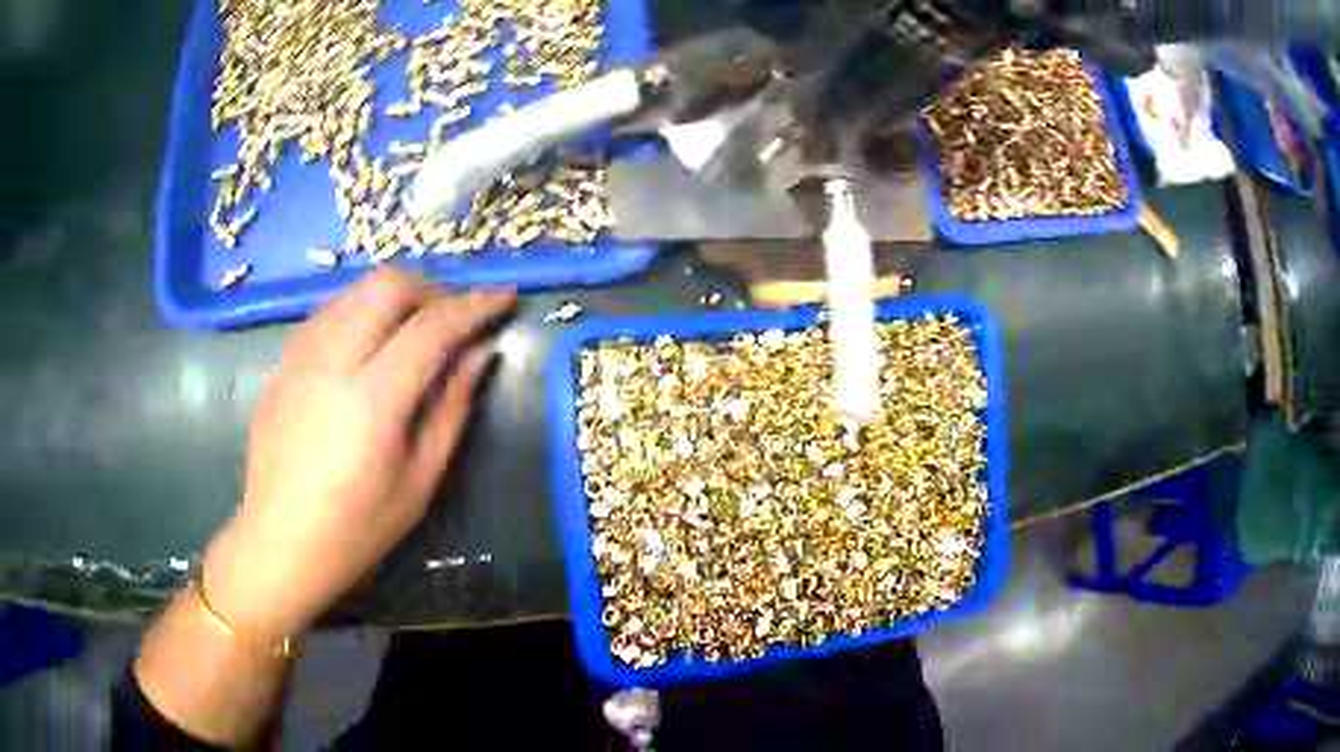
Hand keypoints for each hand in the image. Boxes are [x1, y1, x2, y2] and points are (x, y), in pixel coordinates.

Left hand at [204, 267, 515, 641]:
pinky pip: (328, 313)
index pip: (432, 326)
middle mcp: (330, 362)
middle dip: (431, 290)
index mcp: (372, 401)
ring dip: (393, 298)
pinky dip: (359, 313)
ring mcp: (298, 357)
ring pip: (354, 290)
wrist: (279, 544)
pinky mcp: (281, 363)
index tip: (505, 297)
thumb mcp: (420, 482)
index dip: (476, 305)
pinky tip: (367, 348)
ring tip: (412, 332)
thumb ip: (453, 408)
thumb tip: (482, 354)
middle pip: (388, 285)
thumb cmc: (357, 530)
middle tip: (451, 321)